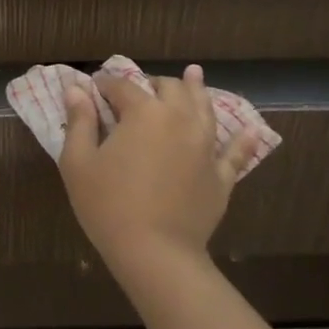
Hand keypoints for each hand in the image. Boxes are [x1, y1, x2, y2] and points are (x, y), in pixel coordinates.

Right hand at [59, 65, 261, 264]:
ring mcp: (205, 146)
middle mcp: (180, 119)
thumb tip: (75, 90)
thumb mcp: (79, 163)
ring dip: (196, 89)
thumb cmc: (109, 206)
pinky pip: (236, 153)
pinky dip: (243, 140)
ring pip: (204, 108)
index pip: (122, 87)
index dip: (105, 85)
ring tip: (194, 75)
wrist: (156, 254)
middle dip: (151, 84)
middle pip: (169, 88)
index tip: (93, 89)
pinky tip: (252, 131)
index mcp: (144, 112)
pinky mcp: (221, 175)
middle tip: (137, 91)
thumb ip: (79, 122)